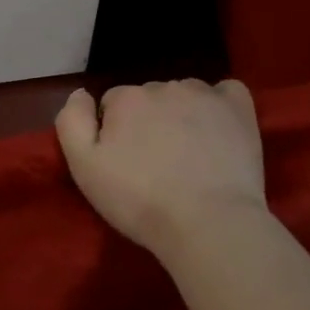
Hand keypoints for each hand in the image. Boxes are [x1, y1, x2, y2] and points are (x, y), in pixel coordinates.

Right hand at [55, 79, 266, 260]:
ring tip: (188, 155)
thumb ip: (71, 122)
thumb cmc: (139, 200)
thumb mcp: (84, 168)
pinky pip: (226, 92)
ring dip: (181, 115)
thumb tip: (80, 94)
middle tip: (155, 165)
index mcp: (126, 99)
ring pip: (184, 95)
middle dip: (148, 123)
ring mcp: (205, 94)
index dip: (115, 133)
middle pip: (148, 98)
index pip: (112, 104)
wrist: (208, 223)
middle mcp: (163, 86)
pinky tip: (218, 130)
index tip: (124, 163)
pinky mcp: (238, 108)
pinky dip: (219, 106)